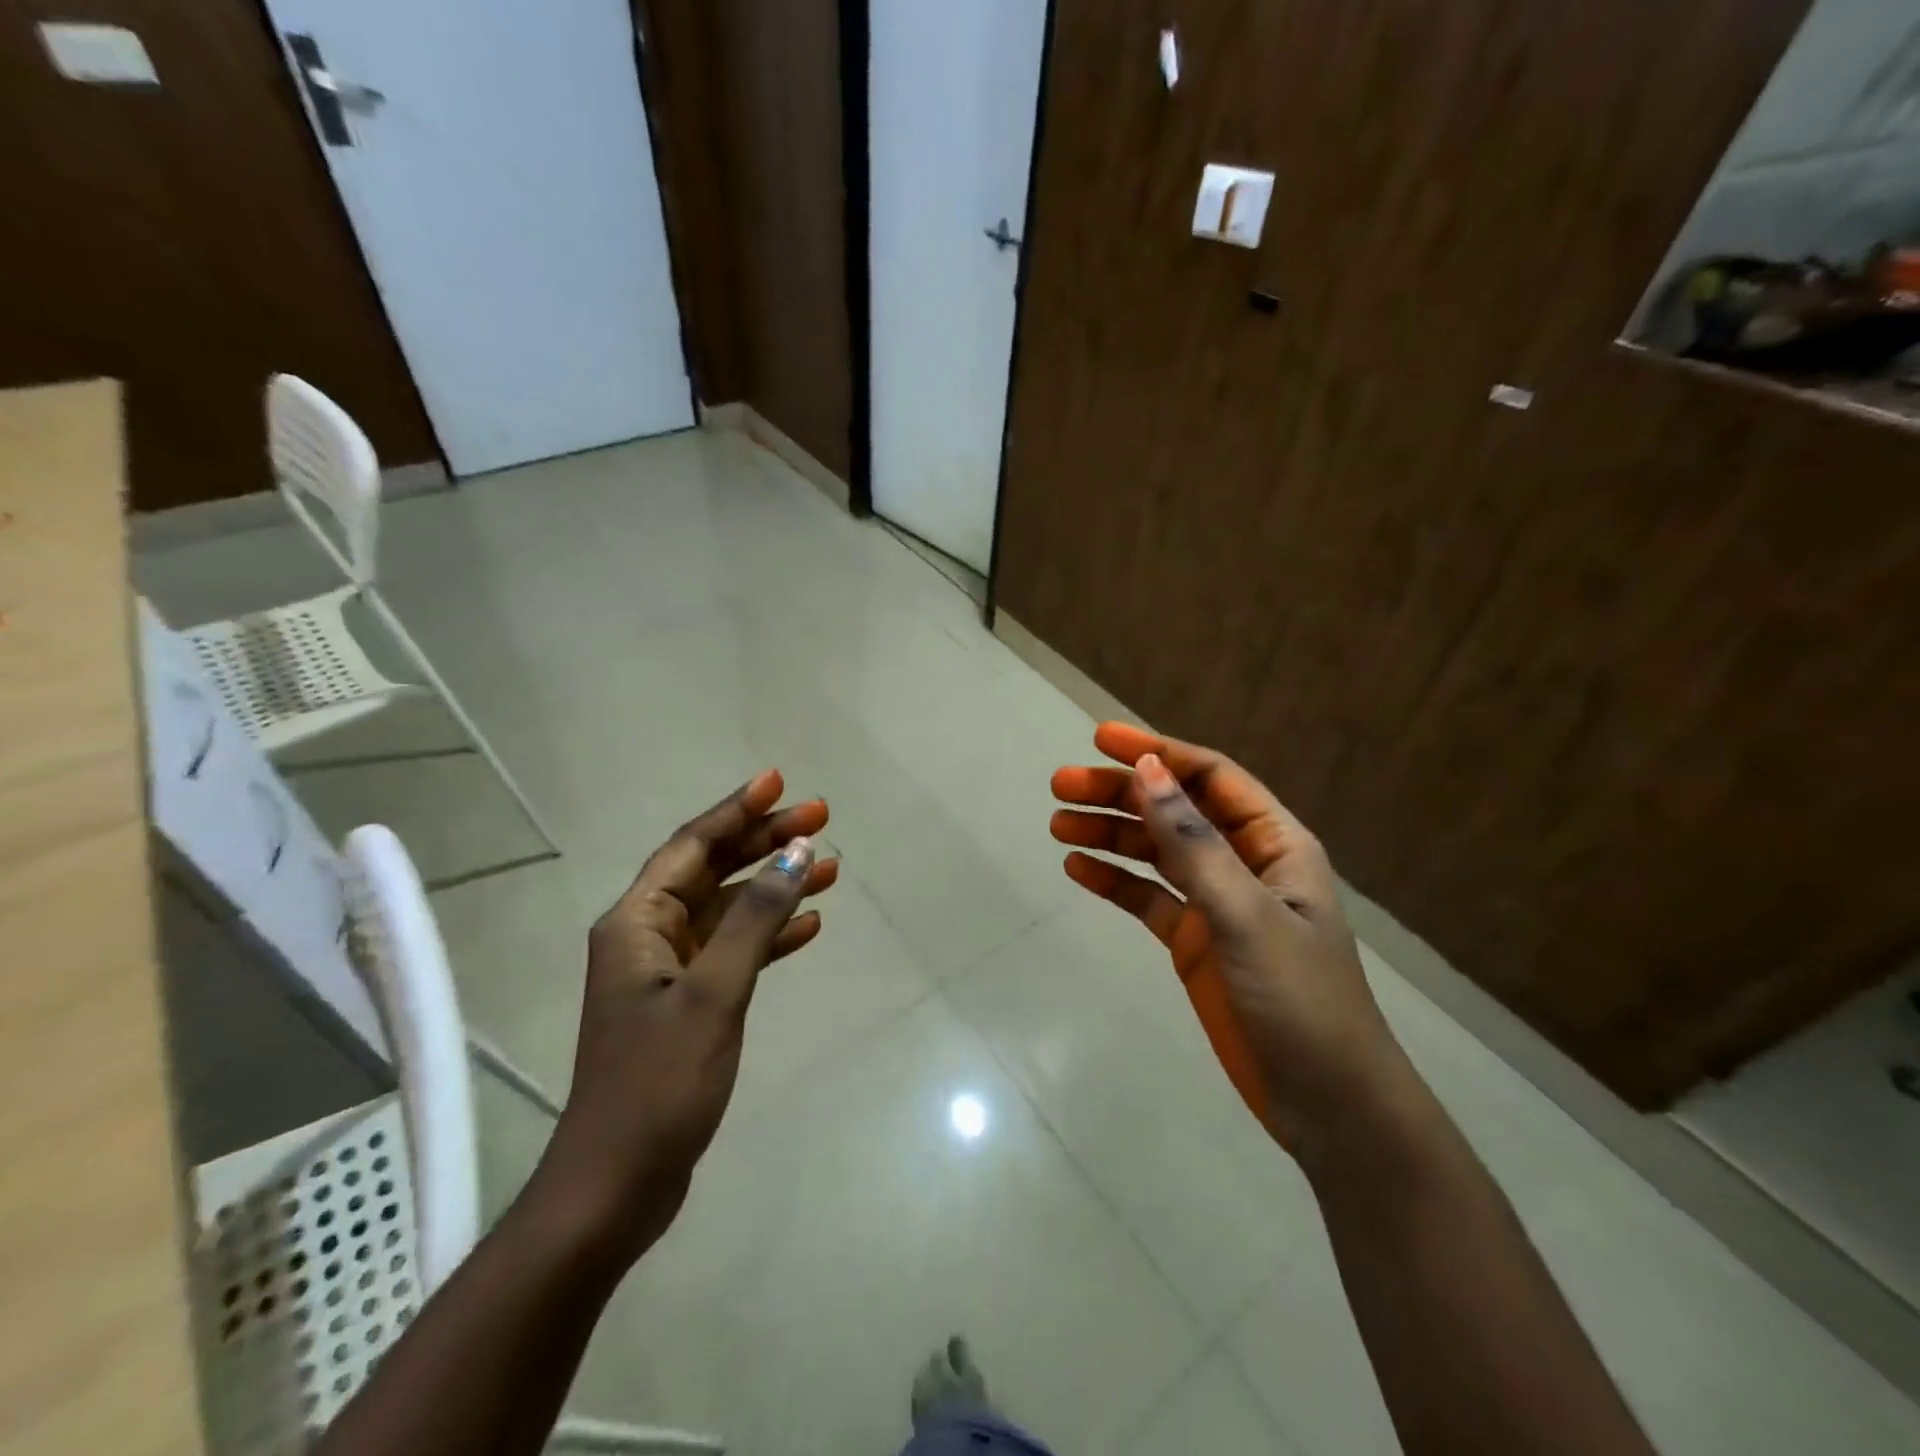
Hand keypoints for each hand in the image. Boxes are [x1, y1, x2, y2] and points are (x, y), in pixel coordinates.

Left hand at [534, 770, 837, 1263]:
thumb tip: (795, 853)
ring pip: (728, 909)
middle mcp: (648, 936)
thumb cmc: (659, 1082)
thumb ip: (756, 919)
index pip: (692, 845)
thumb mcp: (714, 993)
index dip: (736, 810)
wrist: (617, 1184)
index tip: (779, 781)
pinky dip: (769, 935)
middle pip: (713, 870)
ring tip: (830, 866)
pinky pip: (733, 951)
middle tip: (820, 817)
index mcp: (637, 922)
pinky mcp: (687, 1004)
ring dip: (774, 887)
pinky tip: (809, 926)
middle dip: (764, 842)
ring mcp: (668, 972)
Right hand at [1051, 723, 1401, 1153]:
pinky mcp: (1195, 943)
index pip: (1210, 777)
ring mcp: (1216, 904)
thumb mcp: (1245, 913)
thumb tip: (1149, 770)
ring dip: (1109, 835)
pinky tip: (1077, 869)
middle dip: (1119, 794)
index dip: (1157, 752)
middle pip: (1173, 811)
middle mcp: (1243, 864)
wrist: (1328, 1105)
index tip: (1101, 739)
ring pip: (1154, 854)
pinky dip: (1114, 882)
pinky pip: (1148, 899)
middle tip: (1060, 785)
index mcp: (1274, 843)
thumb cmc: (1299, 999)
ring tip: (1057, 825)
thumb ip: (1193, 842)